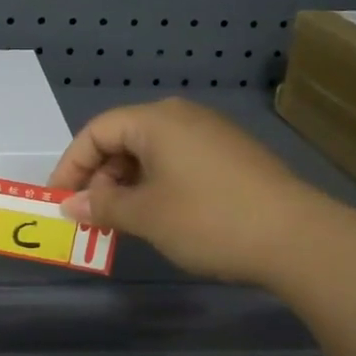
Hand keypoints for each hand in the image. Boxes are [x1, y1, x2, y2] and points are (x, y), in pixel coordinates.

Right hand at [50, 98, 314, 285]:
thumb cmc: (207, 219)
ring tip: (121, 221)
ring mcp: (211, 135)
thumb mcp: (145, 215)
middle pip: (123, 139)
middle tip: (91, 215)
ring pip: (150, 153)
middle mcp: (182, 117)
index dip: (71, 165)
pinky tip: (158, 216)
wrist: (296, 238)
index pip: (96, 131)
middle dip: (99, 177)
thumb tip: (70, 205)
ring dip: (126, 185)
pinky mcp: (230, 156)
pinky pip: (177, 162)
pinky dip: (155, 185)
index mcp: (156, 120)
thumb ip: (101, 207)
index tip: (59, 200)